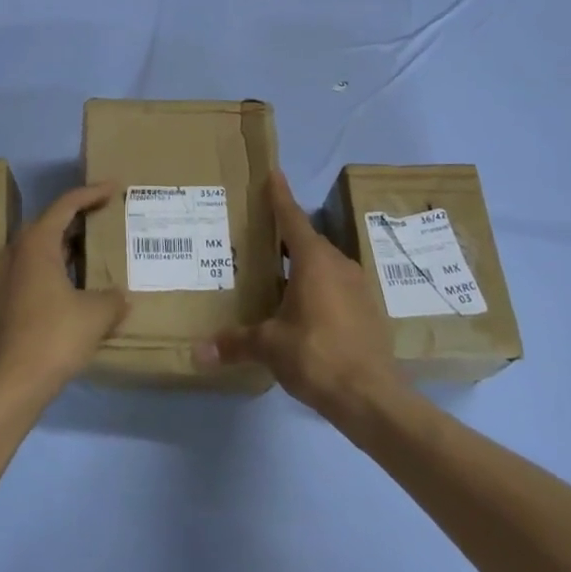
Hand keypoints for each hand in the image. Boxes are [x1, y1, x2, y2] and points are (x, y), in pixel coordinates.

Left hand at [0, 184, 127, 404]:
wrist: (13, 382)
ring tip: (101, 247)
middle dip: (81, 217)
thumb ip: (113, 298)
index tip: (115, 188)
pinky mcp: (13, 302)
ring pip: (46, 249)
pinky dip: (64, 268)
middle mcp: (20, 254)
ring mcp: (12, 279)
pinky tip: (84, 284)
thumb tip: (119, 298)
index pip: (66, 205)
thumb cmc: (54, 336)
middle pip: (52, 223)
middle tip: (109, 215)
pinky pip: (42, 271)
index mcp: (38, 244)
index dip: (92, 193)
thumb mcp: (96, 313)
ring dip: (71, 245)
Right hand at [198, 170, 404, 421]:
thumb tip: (197, 352)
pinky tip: (302, 307)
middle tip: (258, 235)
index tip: (273, 173)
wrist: (373, 398)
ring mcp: (358, 287)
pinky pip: (336, 286)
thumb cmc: (317, 356)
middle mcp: (339, 265)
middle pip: (307, 241)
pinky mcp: (368, 310)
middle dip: (284, 236)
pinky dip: (317, 287)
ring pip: (324, 265)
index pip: (292, 218)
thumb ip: (235, 343)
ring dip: (301, 265)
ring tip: (275, 273)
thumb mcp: (270, 347)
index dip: (280, 196)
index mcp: (314, 261)